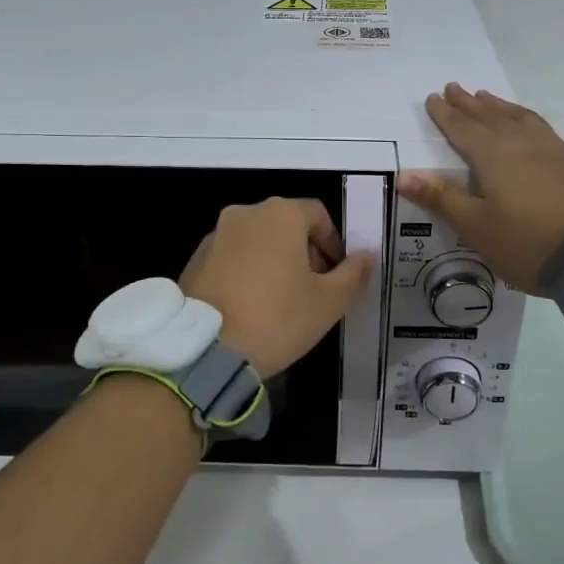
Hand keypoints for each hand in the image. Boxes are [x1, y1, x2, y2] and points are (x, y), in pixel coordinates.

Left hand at [180, 198, 375, 378]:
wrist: (206, 350)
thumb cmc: (277, 318)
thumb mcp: (328, 302)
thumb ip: (352, 274)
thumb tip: (366, 256)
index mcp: (280, 214)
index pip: (318, 214)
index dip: (334, 242)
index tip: (338, 274)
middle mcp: (246, 213)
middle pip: (287, 224)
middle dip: (305, 252)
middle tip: (314, 289)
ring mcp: (216, 235)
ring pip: (258, 240)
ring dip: (276, 261)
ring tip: (282, 301)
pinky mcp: (196, 259)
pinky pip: (233, 257)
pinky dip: (248, 272)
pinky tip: (252, 306)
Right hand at [397, 83, 563, 292]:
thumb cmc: (524, 243)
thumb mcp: (474, 226)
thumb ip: (441, 197)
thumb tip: (404, 175)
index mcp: (492, 155)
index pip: (462, 128)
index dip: (445, 114)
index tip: (433, 98)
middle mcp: (521, 142)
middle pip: (489, 116)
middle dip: (469, 102)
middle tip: (454, 87)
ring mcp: (552, 149)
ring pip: (518, 117)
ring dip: (498, 105)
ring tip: (486, 96)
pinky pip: (541, 127)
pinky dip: (524, 117)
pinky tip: (527, 123)